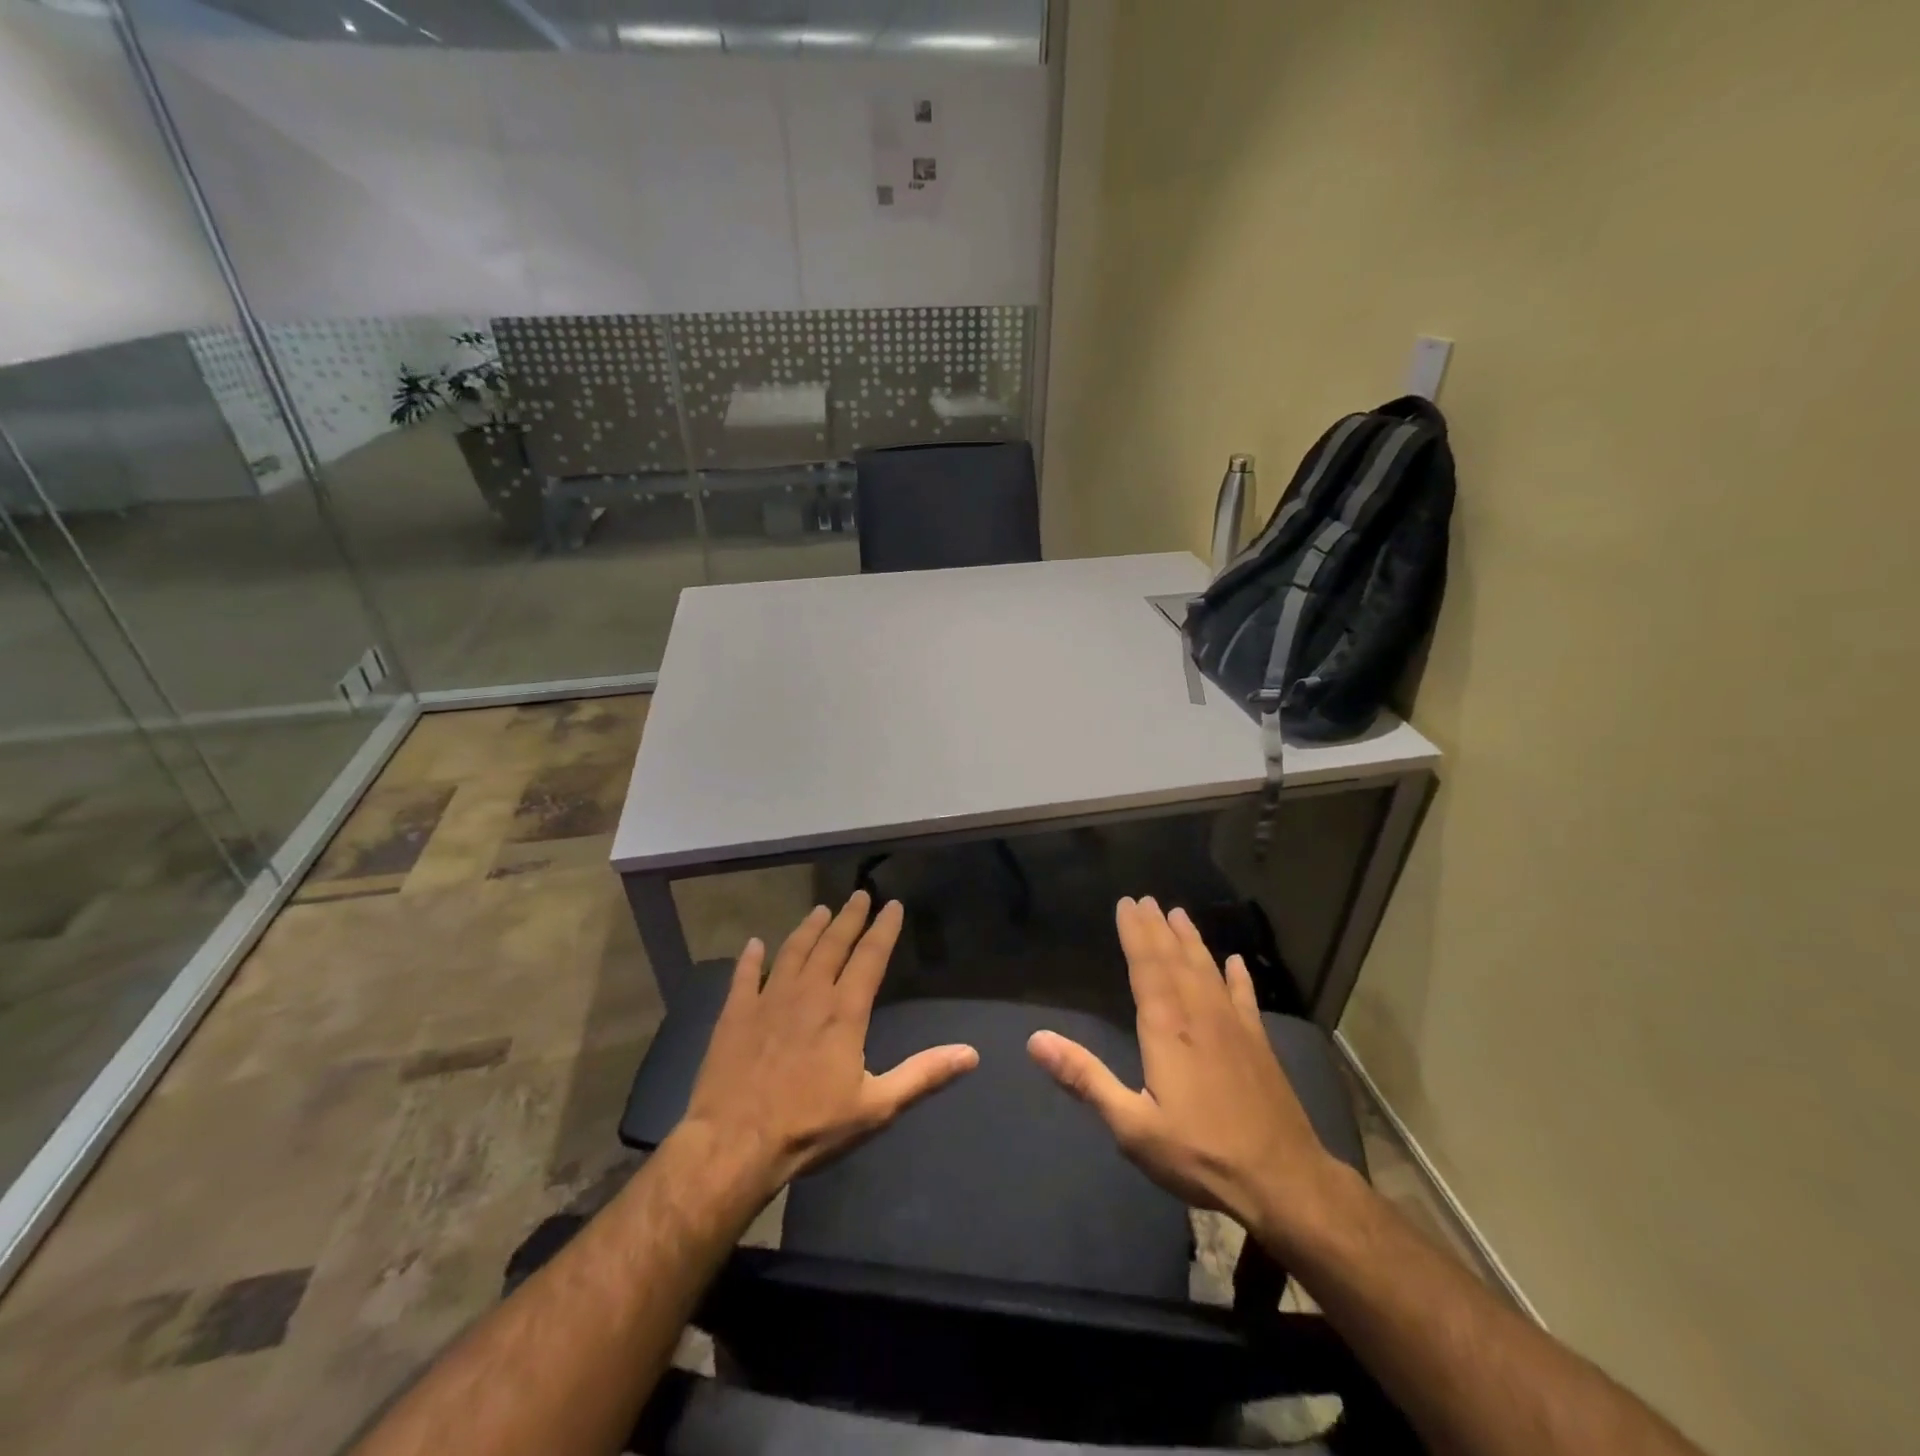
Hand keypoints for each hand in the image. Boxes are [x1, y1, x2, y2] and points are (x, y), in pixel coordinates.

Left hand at [683, 891, 978, 1198]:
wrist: (734, 1143)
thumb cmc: (810, 1127)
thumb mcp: (876, 1107)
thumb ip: (923, 1075)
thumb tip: (971, 1053)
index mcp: (844, 1011)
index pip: (870, 957)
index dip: (884, 929)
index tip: (893, 905)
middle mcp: (809, 994)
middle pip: (833, 945)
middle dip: (849, 918)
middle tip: (859, 895)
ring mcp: (768, 1000)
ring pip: (793, 951)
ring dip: (808, 929)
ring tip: (820, 910)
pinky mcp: (735, 1014)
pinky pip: (744, 976)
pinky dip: (750, 958)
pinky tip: (753, 944)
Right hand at [1028, 896, 1339, 1247]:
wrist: (1283, 1181)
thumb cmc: (1200, 1154)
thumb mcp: (1132, 1125)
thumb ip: (1085, 1078)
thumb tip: (1035, 1040)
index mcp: (1167, 1028)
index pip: (1147, 967)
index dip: (1135, 933)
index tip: (1126, 904)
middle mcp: (1200, 1015)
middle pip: (1175, 960)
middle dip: (1158, 928)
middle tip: (1146, 899)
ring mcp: (1234, 1027)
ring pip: (1208, 970)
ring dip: (1192, 941)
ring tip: (1179, 915)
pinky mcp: (1259, 1044)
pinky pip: (1245, 998)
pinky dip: (1238, 977)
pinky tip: (1236, 963)